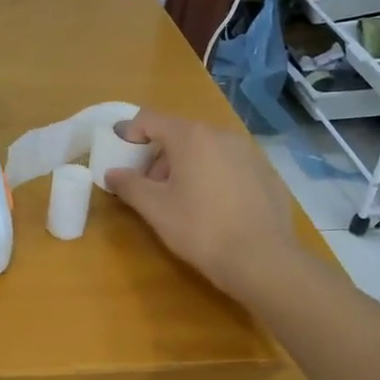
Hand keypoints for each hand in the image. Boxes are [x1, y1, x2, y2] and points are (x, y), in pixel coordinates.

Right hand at [104, 110, 300, 302]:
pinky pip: (231, 166)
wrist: (263, 260)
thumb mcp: (155, 209)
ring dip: (187, 166)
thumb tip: (112, 173)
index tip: (117, 147)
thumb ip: (129, 185)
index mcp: (191, 136)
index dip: (129, 131)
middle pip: (180, 134)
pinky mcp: (267, 173)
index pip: (150, 119)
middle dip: (159, 155)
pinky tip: (215, 208)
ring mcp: (249, 152)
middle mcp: (222, 135)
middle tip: (149, 185)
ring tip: (182, 199)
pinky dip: (215, 177)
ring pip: (207, 150)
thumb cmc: (200, 229)